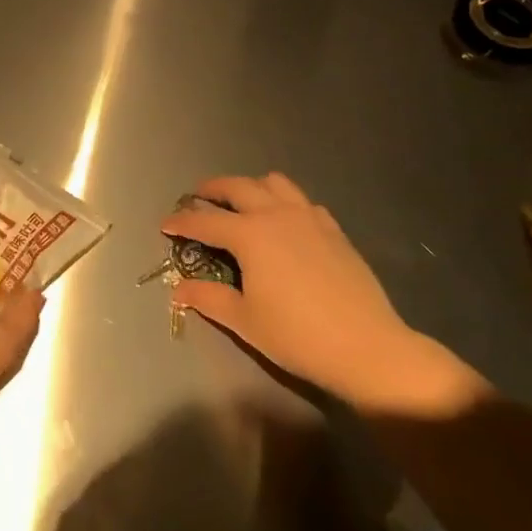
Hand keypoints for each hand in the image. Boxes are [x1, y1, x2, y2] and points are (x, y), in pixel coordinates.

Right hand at [161, 173, 485, 417]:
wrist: (366, 346)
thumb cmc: (297, 336)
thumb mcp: (244, 320)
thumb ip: (208, 298)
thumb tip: (178, 289)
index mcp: (250, 235)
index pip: (205, 220)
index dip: (182, 222)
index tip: (165, 225)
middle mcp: (276, 215)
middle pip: (238, 187)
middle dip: (213, 189)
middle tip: (198, 197)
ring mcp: (309, 218)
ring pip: (274, 183)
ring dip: (251, 186)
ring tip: (241, 201)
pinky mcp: (333, 229)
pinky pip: (302, 201)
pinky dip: (285, 202)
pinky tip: (284, 221)